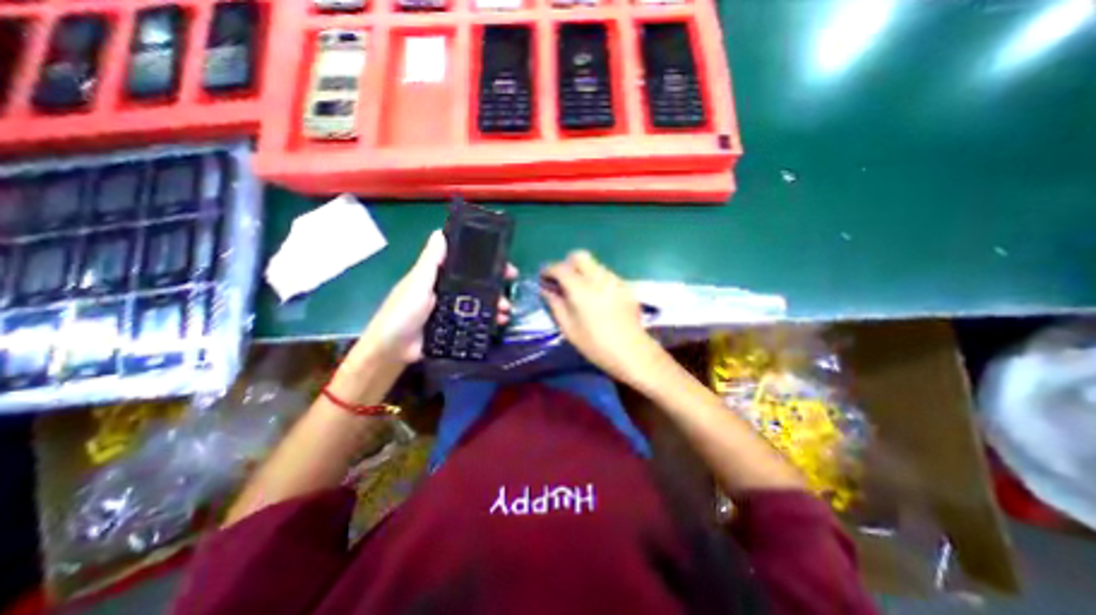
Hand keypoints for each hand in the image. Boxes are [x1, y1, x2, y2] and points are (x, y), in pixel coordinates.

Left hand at [355, 232, 518, 365]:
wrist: (394, 350)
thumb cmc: (402, 312)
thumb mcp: (417, 284)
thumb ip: (430, 262)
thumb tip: (439, 232)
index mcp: (439, 277)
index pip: (466, 264)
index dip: (484, 261)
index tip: (502, 261)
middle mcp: (449, 291)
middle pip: (477, 283)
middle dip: (495, 282)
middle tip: (510, 283)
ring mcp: (454, 310)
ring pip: (481, 302)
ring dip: (496, 302)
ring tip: (505, 309)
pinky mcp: (457, 327)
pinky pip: (478, 320)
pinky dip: (490, 319)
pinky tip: (500, 321)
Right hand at [539, 249, 658, 379]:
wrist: (632, 352)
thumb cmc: (595, 344)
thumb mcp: (569, 328)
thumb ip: (555, 305)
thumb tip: (546, 290)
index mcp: (581, 289)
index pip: (560, 268)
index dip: (548, 270)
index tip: (543, 278)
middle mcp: (598, 278)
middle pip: (579, 256)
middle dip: (567, 264)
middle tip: (562, 281)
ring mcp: (614, 280)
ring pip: (594, 264)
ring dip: (582, 271)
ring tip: (579, 290)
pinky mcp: (625, 286)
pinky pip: (606, 274)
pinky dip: (596, 279)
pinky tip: (597, 297)